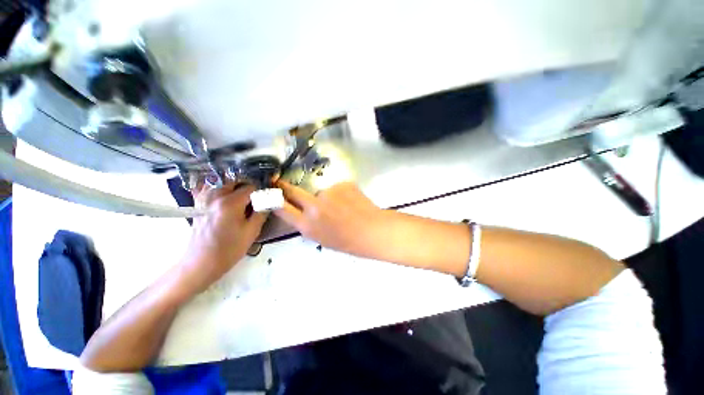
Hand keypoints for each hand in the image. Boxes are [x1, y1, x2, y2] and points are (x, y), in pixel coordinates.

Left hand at [178, 183, 266, 294]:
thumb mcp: (252, 231)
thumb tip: (269, 200)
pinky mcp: (198, 204)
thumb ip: (262, 212)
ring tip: (242, 200)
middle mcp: (215, 196)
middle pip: (236, 182)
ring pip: (223, 184)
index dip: (261, 193)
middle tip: (255, 201)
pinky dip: (220, 190)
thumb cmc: (229, 249)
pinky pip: (210, 189)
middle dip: (248, 188)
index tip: (265, 201)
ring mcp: (204, 199)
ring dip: (235, 188)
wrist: (201, 263)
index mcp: (230, 202)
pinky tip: (226, 199)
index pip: (251, 187)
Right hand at [273, 180, 385, 256]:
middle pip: (293, 191)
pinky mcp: (342, 183)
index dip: (273, 199)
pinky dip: (342, 193)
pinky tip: (351, 202)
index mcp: (307, 225)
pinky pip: (337, 188)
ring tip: (343, 207)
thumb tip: (304, 212)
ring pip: (322, 191)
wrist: (373, 230)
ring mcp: (328, 192)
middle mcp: (314, 206)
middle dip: (285, 187)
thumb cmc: (348, 241)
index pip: (281, 208)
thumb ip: (309, 224)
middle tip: (281, 182)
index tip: (268, 192)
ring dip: (328, 197)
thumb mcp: (322, 239)